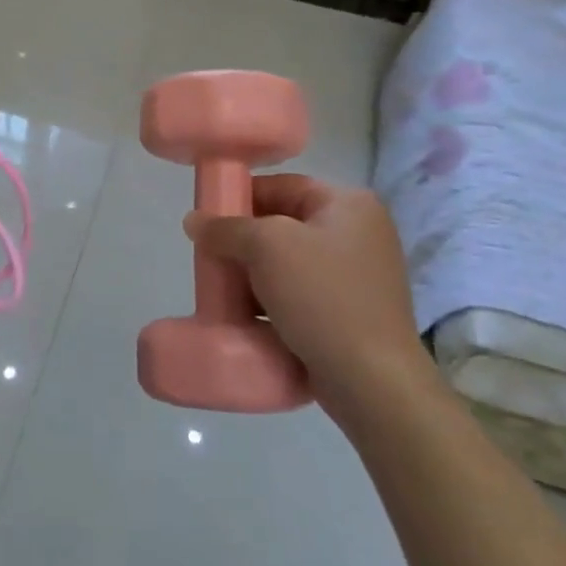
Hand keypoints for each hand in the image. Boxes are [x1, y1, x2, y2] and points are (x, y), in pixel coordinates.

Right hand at [186, 176, 429, 425]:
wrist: (371, 380)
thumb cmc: (321, 297)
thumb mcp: (266, 248)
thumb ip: (226, 228)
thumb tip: (194, 221)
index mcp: (349, 205)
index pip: (283, 185)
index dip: (241, 196)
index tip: (208, 218)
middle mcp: (360, 233)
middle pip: (284, 224)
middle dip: (244, 240)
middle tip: (211, 256)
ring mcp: (359, 276)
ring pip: (289, 262)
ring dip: (254, 274)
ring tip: (222, 288)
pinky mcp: (351, 312)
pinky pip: (301, 294)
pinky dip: (272, 300)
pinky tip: (246, 316)